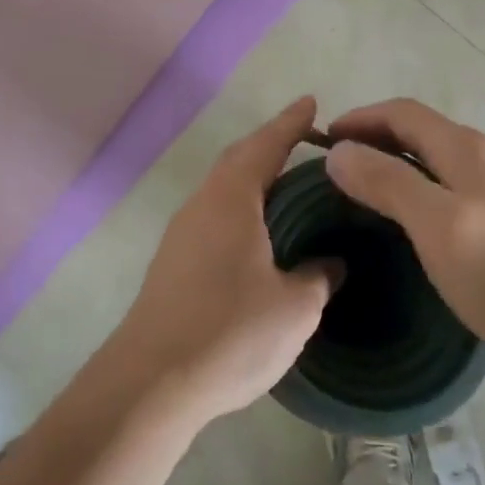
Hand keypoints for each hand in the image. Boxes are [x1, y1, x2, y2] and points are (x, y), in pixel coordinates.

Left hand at [104, 97, 339, 423]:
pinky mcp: (172, 264)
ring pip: (222, 190)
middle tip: (305, 141)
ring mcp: (181, 235)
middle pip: (238, 160)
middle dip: (271, 145)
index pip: (266, 146)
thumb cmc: (231, 332)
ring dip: (253, 178)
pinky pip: (214, 217)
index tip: (312, 103)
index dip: (291, 123)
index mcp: (231, 200)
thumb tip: (332, 262)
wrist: (151, 382)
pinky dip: (240, 209)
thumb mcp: (294, 307)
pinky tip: (258, 233)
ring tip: (287, 185)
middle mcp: (201, 206)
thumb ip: (319, 276)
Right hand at [324, 99, 484, 366]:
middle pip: (422, 129)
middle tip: (341, 163)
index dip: (361, 118)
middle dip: (377, 136)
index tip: (324, 139)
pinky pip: (457, 181)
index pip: (402, 113)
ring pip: (441, 156)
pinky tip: (420, 213)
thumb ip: (385, 181)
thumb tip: (339, 152)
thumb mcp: (433, 222)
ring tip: (372, 185)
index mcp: (465, 148)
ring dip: (401, 159)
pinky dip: (424, 181)